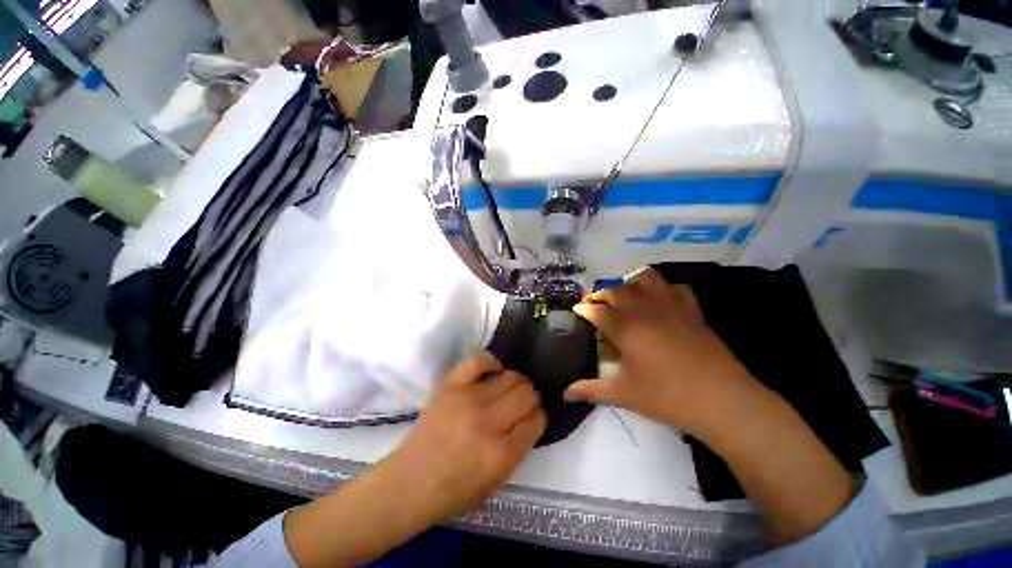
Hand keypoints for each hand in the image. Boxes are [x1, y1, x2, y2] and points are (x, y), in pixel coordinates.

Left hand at [382, 352, 545, 521]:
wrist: (409, 482)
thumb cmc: (454, 491)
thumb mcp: (497, 482)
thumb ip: (518, 449)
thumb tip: (531, 419)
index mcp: (501, 454)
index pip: (536, 421)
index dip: (538, 418)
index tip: (533, 418)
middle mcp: (488, 422)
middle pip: (526, 395)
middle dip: (531, 398)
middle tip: (523, 404)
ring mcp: (468, 399)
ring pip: (510, 376)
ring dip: (516, 382)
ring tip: (509, 389)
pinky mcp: (451, 385)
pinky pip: (479, 360)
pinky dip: (491, 362)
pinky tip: (493, 371)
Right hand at [564, 268, 752, 431]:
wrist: (722, 401)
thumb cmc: (666, 396)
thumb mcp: (623, 394)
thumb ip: (590, 390)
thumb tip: (565, 394)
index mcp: (624, 328)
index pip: (596, 310)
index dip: (583, 308)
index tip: (577, 310)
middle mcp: (644, 311)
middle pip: (616, 290)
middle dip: (601, 294)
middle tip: (596, 306)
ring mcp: (670, 307)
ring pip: (645, 279)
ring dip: (630, 284)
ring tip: (626, 298)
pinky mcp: (691, 311)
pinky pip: (675, 288)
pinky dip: (663, 290)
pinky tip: (660, 303)